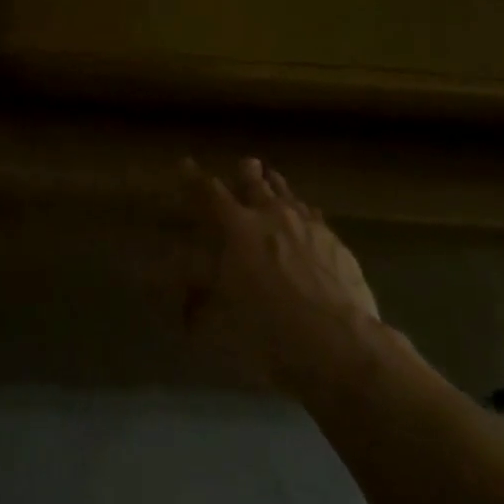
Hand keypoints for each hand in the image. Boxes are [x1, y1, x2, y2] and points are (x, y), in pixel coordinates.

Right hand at [175, 159, 390, 394]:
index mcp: (237, 228)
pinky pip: (315, 217)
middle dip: (247, 172)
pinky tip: (308, 217)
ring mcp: (308, 225)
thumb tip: (167, 292)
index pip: (209, 193)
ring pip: (289, 195)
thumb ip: (196, 298)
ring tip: (273, 179)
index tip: (185, 163)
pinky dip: (305, 213)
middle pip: (256, 184)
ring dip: (278, 186)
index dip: (194, 178)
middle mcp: (271, 215)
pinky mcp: (336, 242)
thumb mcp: (219, 317)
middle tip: (246, 163)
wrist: (337, 341)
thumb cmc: (267, 328)